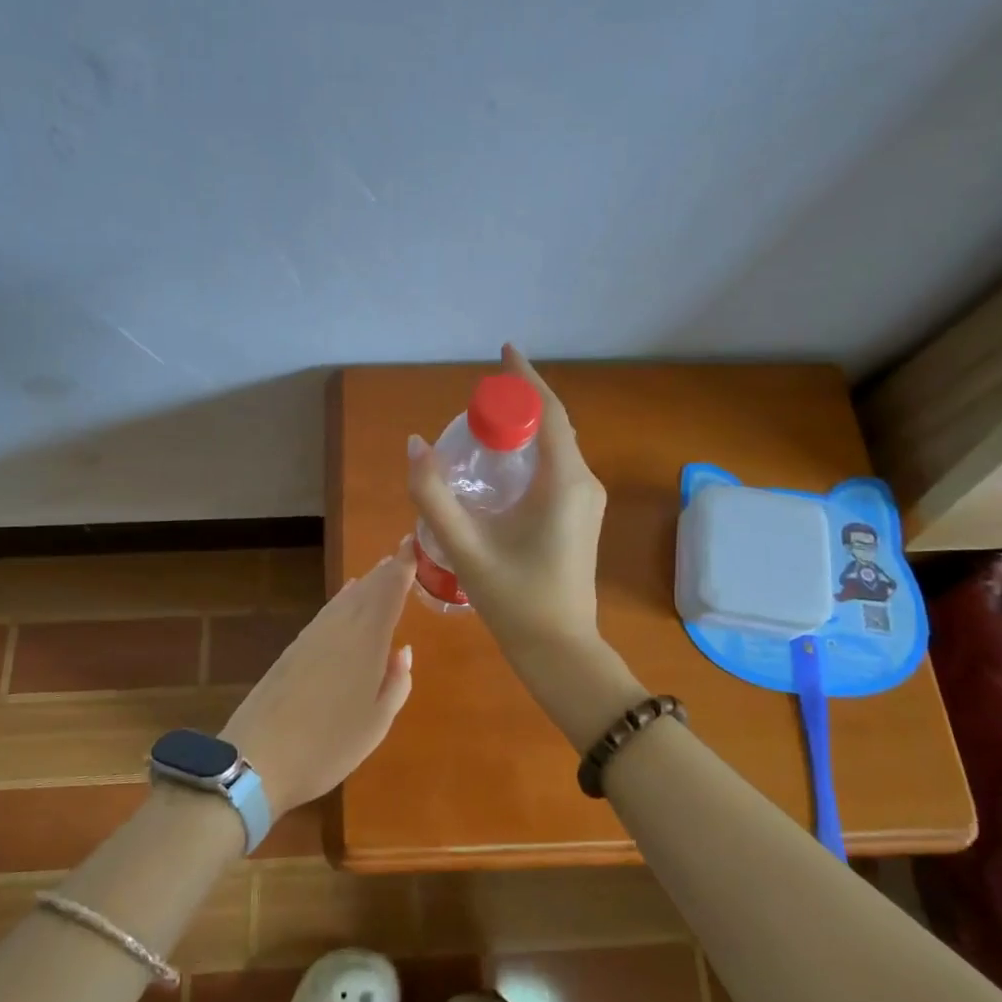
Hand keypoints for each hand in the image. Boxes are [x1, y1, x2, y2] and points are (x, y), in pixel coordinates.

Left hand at [221, 540, 414, 818]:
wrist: (257, 759)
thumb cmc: (328, 745)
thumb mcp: (376, 723)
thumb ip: (396, 683)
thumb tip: (403, 651)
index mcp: (366, 640)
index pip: (389, 591)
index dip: (403, 566)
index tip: (413, 544)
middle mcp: (340, 628)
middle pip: (367, 589)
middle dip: (386, 570)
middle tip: (402, 553)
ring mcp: (313, 636)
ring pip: (345, 599)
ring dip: (365, 583)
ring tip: (380, 571)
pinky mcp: (293, 648)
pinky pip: (327, 611)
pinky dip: (342, 599)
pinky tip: (345, 598)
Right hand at [407, 344, 607, 662]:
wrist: (559, 650)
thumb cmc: (515, 599)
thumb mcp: (465, 546)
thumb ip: (433, 495)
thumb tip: (414, 445)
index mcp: (563, 481)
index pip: (548, 411)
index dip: (525, 378)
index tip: (504, 352)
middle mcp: (583, 482)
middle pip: (554, 425)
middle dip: (520, 402)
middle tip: (478, 395)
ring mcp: (586, 500)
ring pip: (557, 447)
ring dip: (525, 428)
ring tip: (485, 423)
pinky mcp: (581, 516)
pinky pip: (557, 467)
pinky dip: (531, 452)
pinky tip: (501, 465)